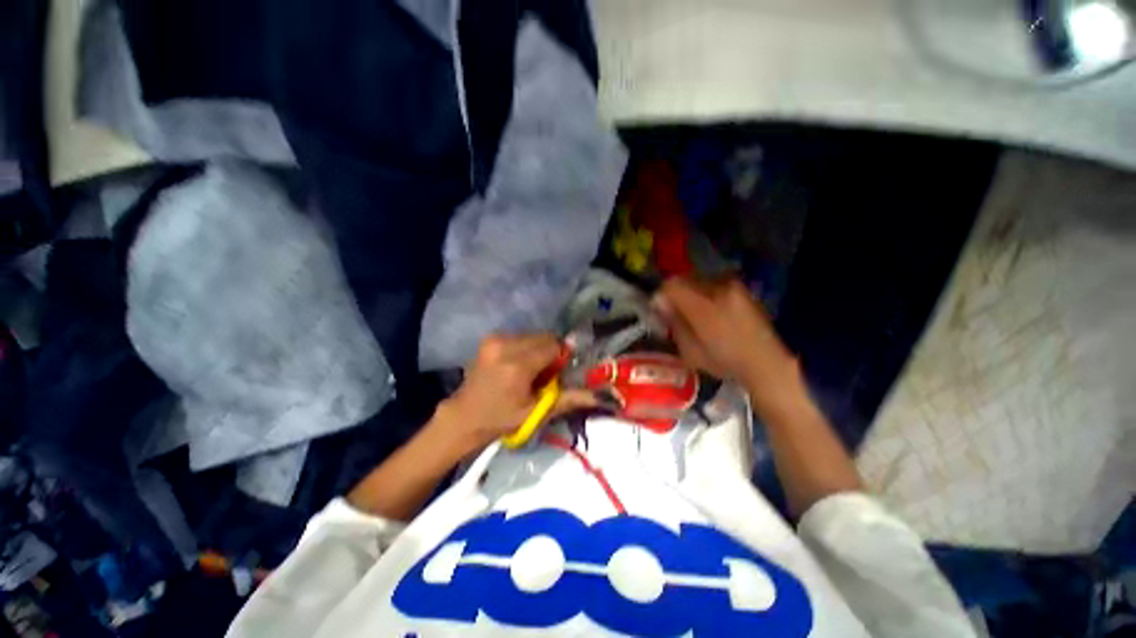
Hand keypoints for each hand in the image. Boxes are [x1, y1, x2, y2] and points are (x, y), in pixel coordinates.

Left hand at [437, 334, 595, 453]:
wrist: (464, 416)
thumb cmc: (501, 420)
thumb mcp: (537, 412)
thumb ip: (570, 399)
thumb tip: (601, 395)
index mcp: (517, 365)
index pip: (553, 346)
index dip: (561, 358)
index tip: (556, 374)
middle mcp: (505, 345)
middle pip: (543, 337)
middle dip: (550, 352)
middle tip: (544, 374)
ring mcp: (494, 339)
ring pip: (532, 335)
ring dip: (538, 349)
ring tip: (529, 371)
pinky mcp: (489, 338)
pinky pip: (519, 336)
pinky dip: (525, 347)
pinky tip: (517, 365)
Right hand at [652, 275, 800, 395]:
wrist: (766, 361)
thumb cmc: (724, 362)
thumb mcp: (690, 352)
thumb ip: (674, 325)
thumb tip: (661, 305)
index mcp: (703, 308)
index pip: (671, 287)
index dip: (660, 297)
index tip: (661, 311)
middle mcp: (717, 289)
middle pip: (682, 279)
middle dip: (674, 293)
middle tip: (673, 311)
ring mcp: (731, 285)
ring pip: (697, 279)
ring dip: (689, 291)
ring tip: (692, 311)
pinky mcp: (741, 287)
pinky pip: (712, 282)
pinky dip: (704, 292)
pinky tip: (710, 310)